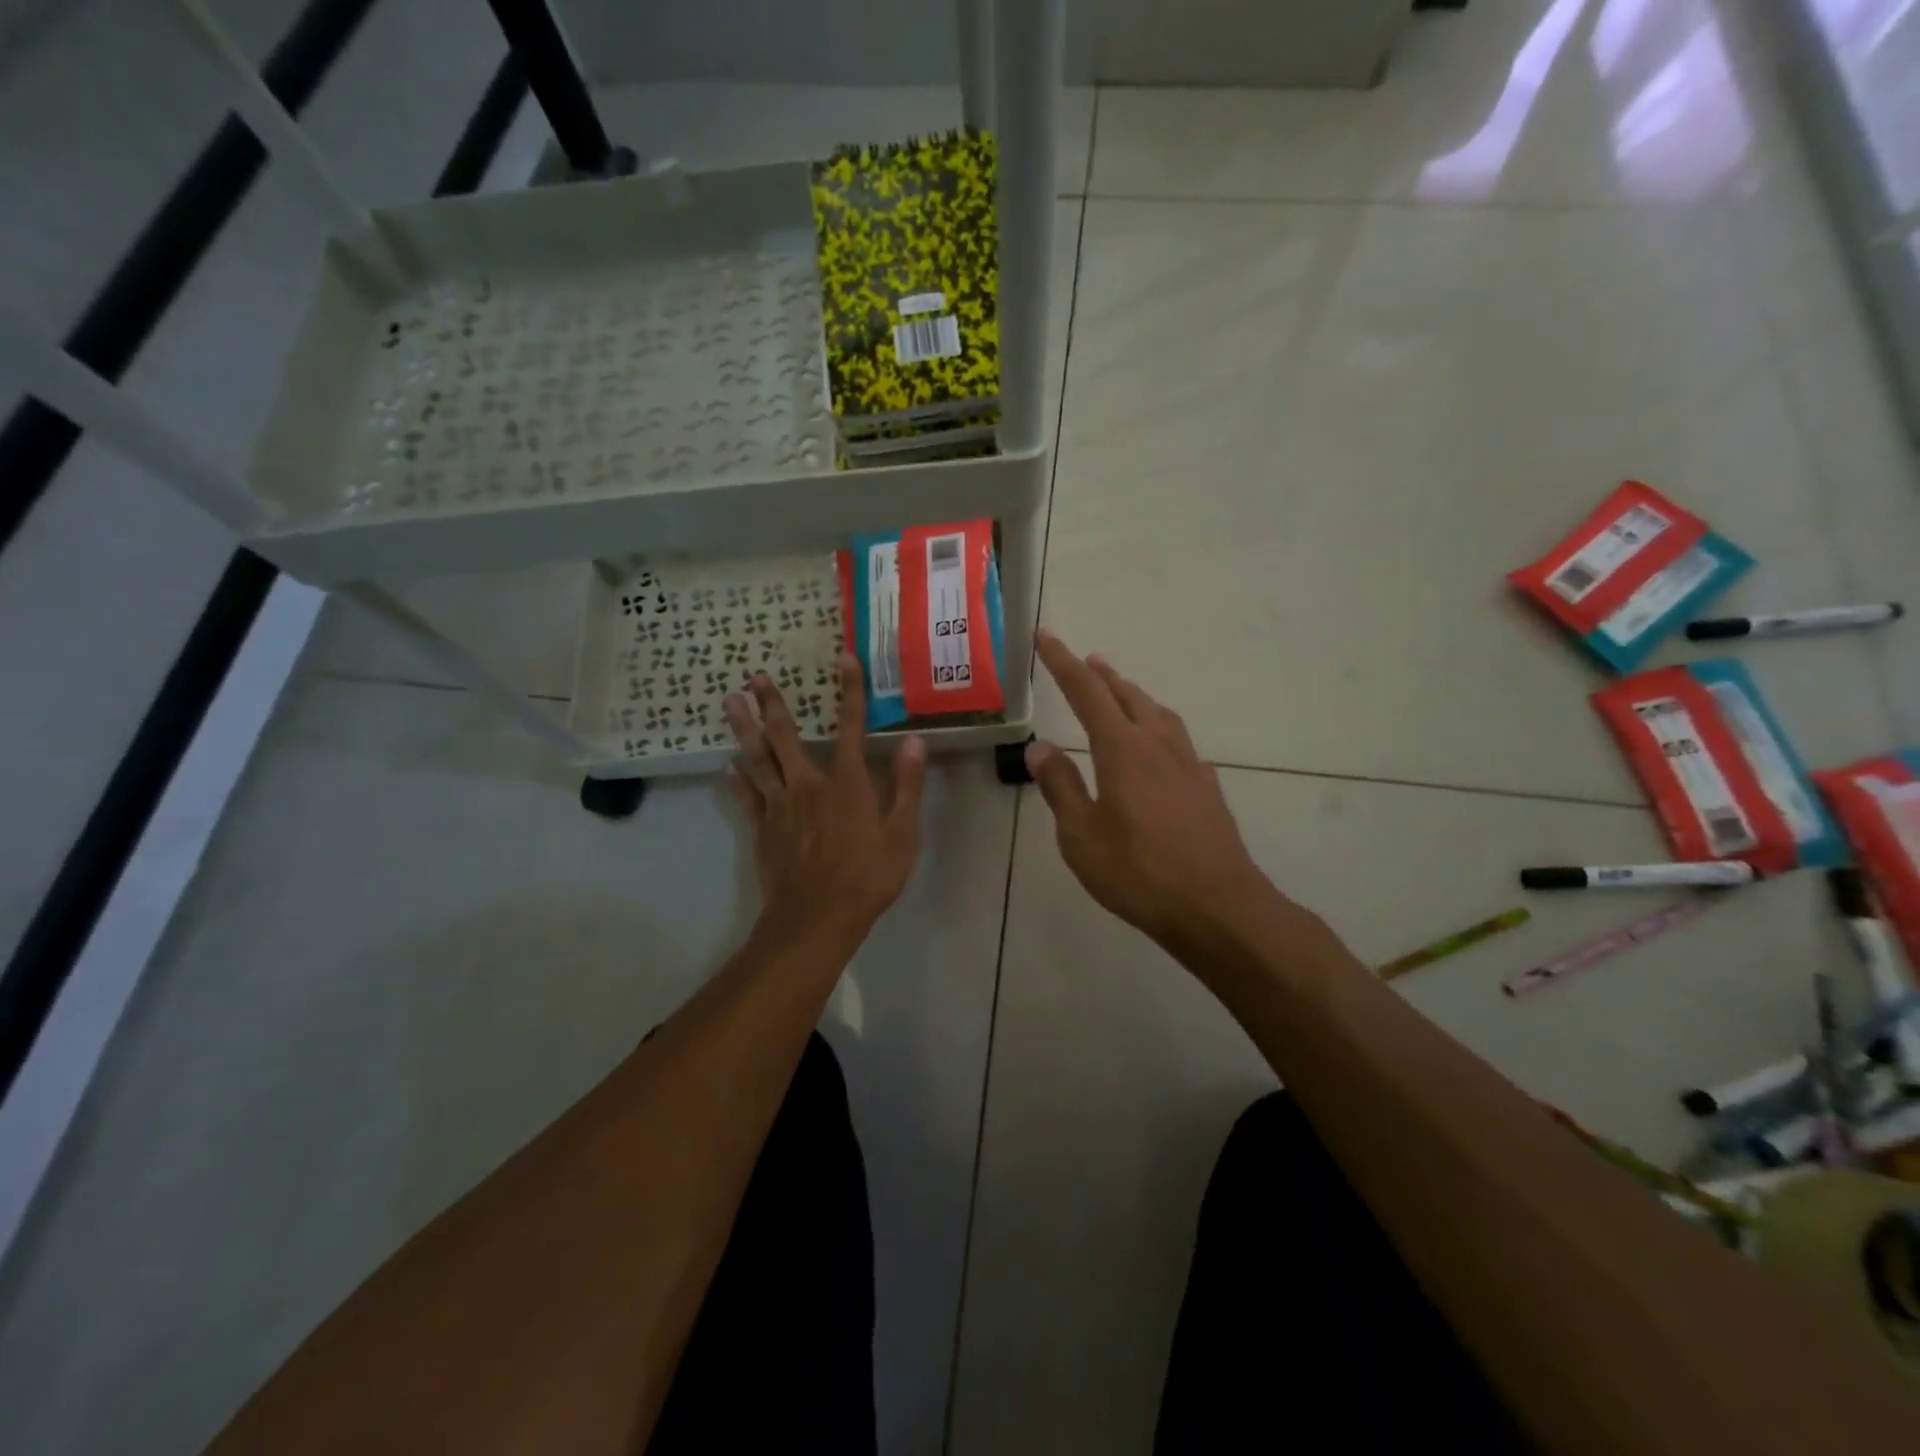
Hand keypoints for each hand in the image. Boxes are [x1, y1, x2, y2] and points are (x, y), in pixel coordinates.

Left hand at [726, 657, 927, 945]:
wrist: (818, 917)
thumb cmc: (868, 876)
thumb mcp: (902, 834)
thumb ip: (907, 785)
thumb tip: (915, 741)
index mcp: (847, 783)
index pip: (851, 727)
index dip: (850, 691)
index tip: (844, 658)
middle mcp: (809, 785)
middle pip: (786, 736)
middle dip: (772, 705)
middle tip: (755, 678)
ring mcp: (781, 806)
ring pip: (758, 759)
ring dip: (744, 729)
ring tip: (729, 702)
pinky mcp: (764, 828)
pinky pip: (747, 796)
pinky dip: (737, 779)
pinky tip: (728, 766)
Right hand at [1027, 630, 1279, 954]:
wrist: (1217, 906)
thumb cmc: (1139, 873)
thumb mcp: (1081, 835)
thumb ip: (1061, 787)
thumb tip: (1040, 747)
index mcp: (1122, 750)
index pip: (1086, 693)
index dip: (1063, 663)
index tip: (1046, 636)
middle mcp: (1158, 745)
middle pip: (1127, 696)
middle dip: (1102, 676)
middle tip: (1085, 660)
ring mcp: (1188, 764)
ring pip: (1158, 713)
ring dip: (1133, 696)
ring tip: (1120, 692)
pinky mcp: (1207, 786)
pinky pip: (1177, 739)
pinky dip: (1157, 726)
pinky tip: (1157, 747)